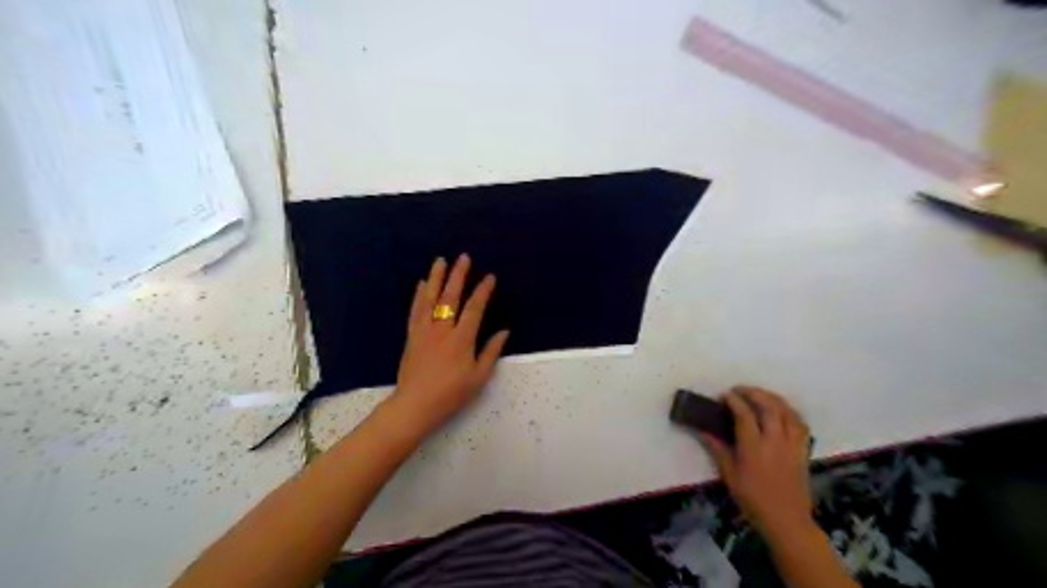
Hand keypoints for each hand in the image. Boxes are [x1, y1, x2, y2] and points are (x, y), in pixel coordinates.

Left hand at [388, 255, 512, 437]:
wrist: (415, 405)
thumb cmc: (451, 394)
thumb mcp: (479, 377)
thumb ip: (491, 352)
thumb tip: (504, 331)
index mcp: (462, 339)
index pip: (474, 308)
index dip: (483, 291)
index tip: (490, 277)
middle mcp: (442, 329)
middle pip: (451, 297)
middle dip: (458, 276)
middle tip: (463, 257)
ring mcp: (424, 331)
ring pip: (430, 299)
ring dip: (436, 278)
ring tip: (440, 261)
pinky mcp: (412, 336)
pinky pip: (415, 310)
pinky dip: (419, 295)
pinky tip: (422, 284)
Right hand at [697, 387, 811, 541]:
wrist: (786, 520)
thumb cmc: (753, 499)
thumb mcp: (729, 475)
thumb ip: (717, 449)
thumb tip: (702, 429)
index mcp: (754, 448)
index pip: (744, 414)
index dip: (734, 400)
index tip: (724, 396)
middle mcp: (775, 441)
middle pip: (768, 406)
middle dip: (752, 393)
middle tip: (739, 390)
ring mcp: (792, 444)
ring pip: (786, 411)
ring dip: (771, 397)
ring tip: (758, 394)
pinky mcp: (803, 449)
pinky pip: (800, 422)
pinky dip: (789, 410)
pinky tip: (780, 409)